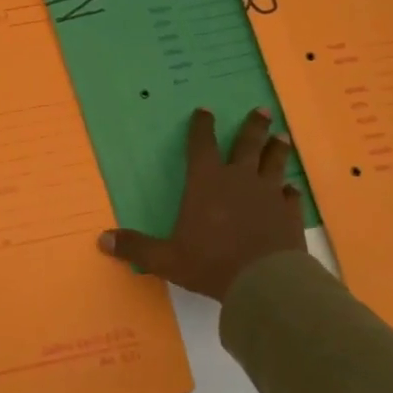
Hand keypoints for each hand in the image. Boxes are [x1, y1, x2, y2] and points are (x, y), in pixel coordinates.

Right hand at [99, 108, 302, 302]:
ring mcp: (268, 194)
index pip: (202, 145)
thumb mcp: (166, 258)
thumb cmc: (211, 263)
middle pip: (247, 144)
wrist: (265, 281)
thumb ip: (137, 247)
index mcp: (206, 182)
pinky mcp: (289, 213)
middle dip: (252, 126)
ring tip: (282, 136)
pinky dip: (289, 190)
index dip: (202, 126)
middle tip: (261, 110)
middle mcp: (239, 179)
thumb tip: (102, 240)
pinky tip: (290, 189)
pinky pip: (291, 195)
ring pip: (274, 162)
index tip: (205, 111)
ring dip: (277, 148)